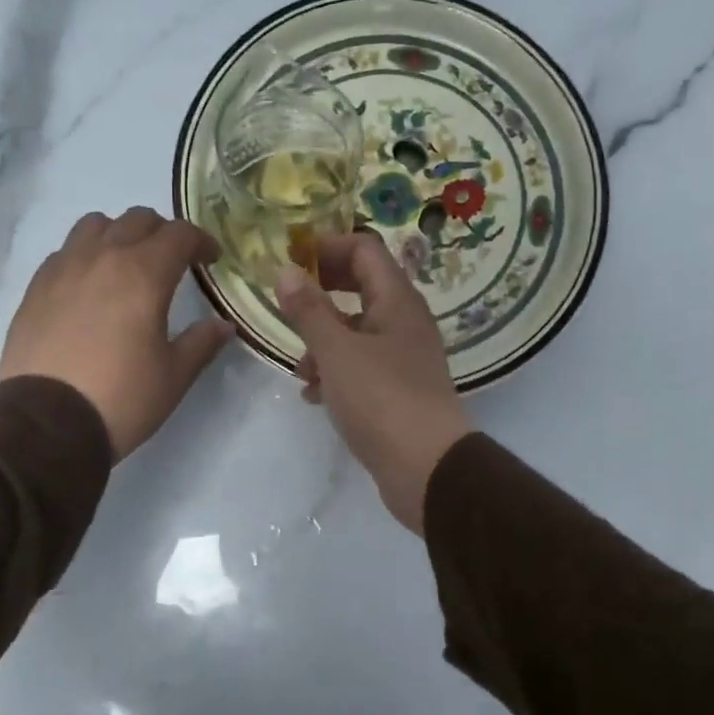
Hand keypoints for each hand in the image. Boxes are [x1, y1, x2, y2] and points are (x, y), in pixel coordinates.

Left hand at [0, 207, 233, 459]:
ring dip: (119, 234)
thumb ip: (202, 343)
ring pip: (95, 225)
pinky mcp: (35, 288)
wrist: (46, 423)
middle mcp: (102, 258)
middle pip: (137, 220)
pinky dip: (86, 254)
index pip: (179, 235)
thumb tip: (223, 325)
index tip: (211, 259)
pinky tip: (90, 286)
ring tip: (127, 264)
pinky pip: (65, 251)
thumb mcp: (174, 376)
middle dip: (162, 233)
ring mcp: (63, 269)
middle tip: (174, 261)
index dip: (201, 241)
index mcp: (143, 274)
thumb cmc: (122, 398)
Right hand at [277, 234, 474, 533]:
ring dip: (323, 342)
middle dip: (320, 295)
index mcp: (396, 301)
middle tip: (286, 305)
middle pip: (360, 288)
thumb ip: (309, 310)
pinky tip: (315, 396)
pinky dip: (336, 373)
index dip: (326, 247)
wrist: (427, 468)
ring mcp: (403, 358)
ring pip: (356, 332)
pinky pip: (361, 367)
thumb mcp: (336, 352)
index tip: (289, 261)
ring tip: (300, 370)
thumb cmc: (381, 400)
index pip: (364, 249)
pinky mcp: (398, 390)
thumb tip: (287, 270)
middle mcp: (404, 322)